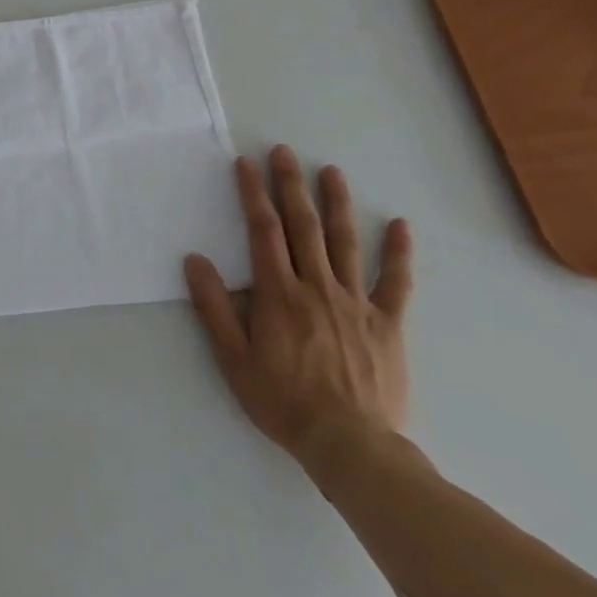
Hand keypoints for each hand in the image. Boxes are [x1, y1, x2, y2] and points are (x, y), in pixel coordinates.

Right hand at [184, 146, 412, 475]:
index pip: (264, 231)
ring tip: (331, 171)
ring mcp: (355, 303)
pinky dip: (398, 253)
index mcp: (279, 293)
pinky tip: (400, 225)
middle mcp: (317, 287)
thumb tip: (195, 260)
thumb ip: (214, 307)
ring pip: (345, 243)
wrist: (349, 446)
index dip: (253, 194)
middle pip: (303, 226)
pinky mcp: (387, 324)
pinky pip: (395, 283)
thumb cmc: (283, 401)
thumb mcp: (233, 358)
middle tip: (284, 151)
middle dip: (291, 185)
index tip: (247, 164)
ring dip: (337, 204)